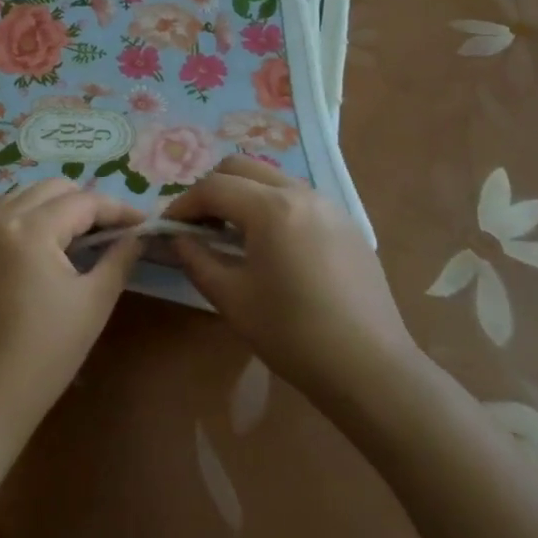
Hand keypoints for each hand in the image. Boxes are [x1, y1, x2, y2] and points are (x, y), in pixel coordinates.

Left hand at [0, 179, 144, 444]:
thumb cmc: (45, 355)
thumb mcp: (93, 303)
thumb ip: (119, 258)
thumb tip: (139, 235)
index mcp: (29, 229)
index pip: (83, 202)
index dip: (118, 210)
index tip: (144, 224)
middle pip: (52, 189)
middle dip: (86, 203)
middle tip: (112, 233)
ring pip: (24, 197)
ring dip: (55, 208)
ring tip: (80, 239)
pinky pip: (1, 216)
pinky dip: (27, 220)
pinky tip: (44, 250)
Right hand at [166, 156, 417, 397]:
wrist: (371, 369)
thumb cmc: (293, 334)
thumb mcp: (232, 299)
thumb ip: (197, 260)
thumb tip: (178, 238)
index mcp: (270, 208)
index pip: (213, 187)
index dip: (183, 204)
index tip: (167, 227)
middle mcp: (300, 193)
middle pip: (241, 168)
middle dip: (212, 189)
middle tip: (197, 225)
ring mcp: (329, 205)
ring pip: (271, 178)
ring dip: (243, 194)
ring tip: (231, 234)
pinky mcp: (347, 224)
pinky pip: (297, 198)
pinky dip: (271, 206)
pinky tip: (270, 246)